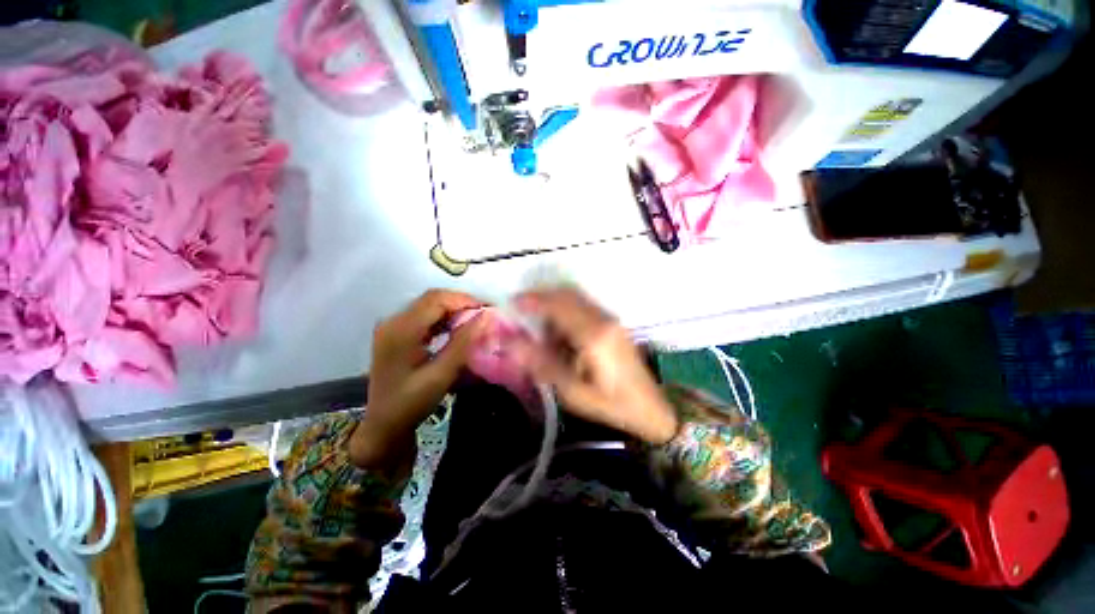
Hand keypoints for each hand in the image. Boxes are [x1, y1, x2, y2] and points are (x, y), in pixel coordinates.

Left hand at [350, 290, 487, 468]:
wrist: (383, 425)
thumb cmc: (411, 403)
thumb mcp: (441, 374)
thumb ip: (463, 343)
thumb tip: (485, 317)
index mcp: (402, 330)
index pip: (436, 300)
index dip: (464, 300)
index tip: (488, 309)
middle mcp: (394, 321)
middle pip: (432, 299)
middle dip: (461, 303)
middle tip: (485, 314)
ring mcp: (393, 327)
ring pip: (429, 305)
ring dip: (453, 309)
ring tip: (475, 320)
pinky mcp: (396, 333)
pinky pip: (424, 316)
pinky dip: (443, 318)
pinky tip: (456, 329)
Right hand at [514, 287, 677, 444]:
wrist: (650, 407)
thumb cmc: (610, 404)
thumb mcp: (572, 391)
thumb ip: (541, 363)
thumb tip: (511, 343)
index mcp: (593, 336)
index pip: (558, 305)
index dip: (533, 300)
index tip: (513, 302)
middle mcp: (603, 319)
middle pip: (567, 295)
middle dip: (541, 299)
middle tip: (522, 314)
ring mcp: (611, 319)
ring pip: (575, 299)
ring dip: (554, 306)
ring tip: (542, 332)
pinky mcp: (613, 323)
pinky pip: (584, 307)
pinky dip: (566, 312)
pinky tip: (562, 335)